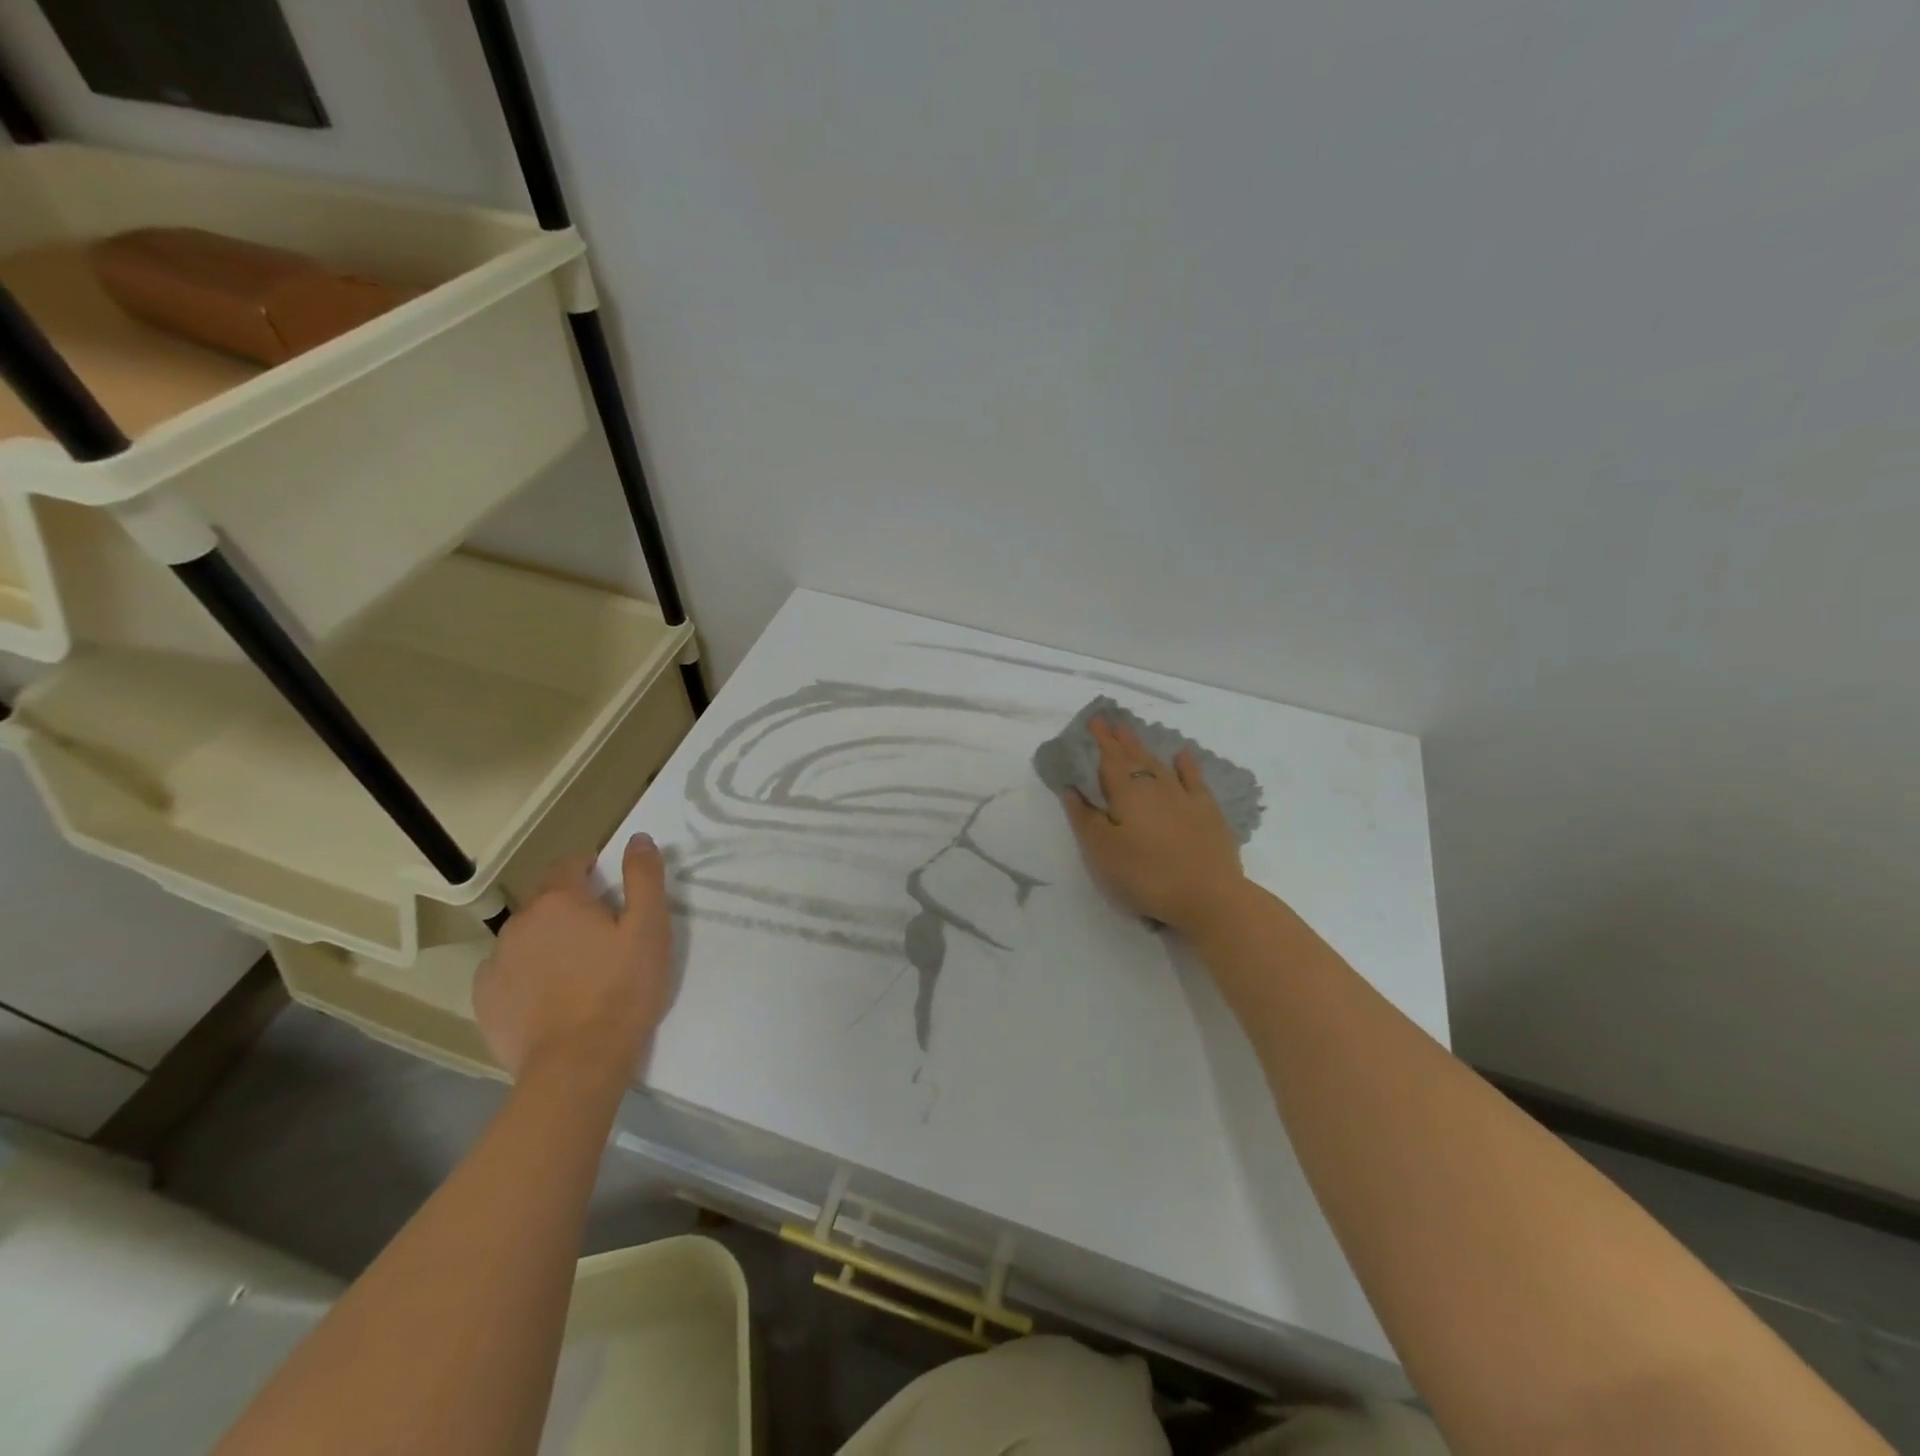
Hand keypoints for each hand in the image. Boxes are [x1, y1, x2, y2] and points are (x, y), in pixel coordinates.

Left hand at [473, 835, 673, 1083]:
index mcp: (560, 900)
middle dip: (572, 909)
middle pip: (548, 901)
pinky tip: (551, 998)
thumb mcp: (650, 927)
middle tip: (604, 939)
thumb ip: (644, 877)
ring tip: (578, 972)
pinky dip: (527, 975)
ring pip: (527, 936)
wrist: (577, 1064)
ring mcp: (496, 962)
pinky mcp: (485, 999)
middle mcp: (519, 922)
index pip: (570, 864)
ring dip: (549, 941)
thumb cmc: (622, 989)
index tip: (612, 893)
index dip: (592, 870)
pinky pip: (508, 972)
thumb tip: (638, 838)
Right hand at [1060, 717, 1246, 933]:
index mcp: (1127, 793)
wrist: (1208, 896)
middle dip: (1121, 740)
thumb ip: (1085, 817)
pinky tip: (1183, 755)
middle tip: (1112, 722)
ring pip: (1161, 765)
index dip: (1101, 740)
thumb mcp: (1102, 851)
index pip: (1110, 759)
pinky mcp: (1209, 814)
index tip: (1095, 719)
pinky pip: (1195, 781)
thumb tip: (1072, 788)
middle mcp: (1156, 787)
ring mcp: (1186, 798)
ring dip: (1146, 748)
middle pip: (1135, 757)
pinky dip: (1187, 766)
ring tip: (1134, 734)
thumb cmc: (1146, 875)